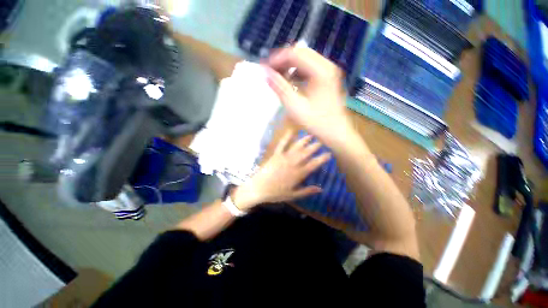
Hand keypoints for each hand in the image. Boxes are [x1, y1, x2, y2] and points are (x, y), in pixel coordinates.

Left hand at [232, 131, 330, 209]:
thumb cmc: (275, 193)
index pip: (313, 164)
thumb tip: (320, 189)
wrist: (258, 188)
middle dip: (315, 146)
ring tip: (310, 135)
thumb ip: (306, 191)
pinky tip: (290, 131)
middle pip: (306, 153)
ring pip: (296, 147)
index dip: (322, 158)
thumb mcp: (292, 195)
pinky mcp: (275, 155)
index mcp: (298, 174)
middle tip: (321, 141)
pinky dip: (286, 137)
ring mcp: (283, 158)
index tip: (329, 153)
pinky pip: (281, 144)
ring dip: (304, 140)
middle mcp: (293, 164)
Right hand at [264, 47, 351, 145]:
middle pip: (301, 53)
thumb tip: (266, 73)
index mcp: (321, 71)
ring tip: (278, 77)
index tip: (264, 68)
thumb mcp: (295, 107)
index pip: (295, 54)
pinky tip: (291, 82)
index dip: (277, 59)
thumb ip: (280, 88)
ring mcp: (329, 72)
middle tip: (270, 72)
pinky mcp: (328, 78)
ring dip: (290, 66)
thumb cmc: (317, 122)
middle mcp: (327, 66)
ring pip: (305, 60)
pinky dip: (298, 73)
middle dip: (283, 61)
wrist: (336, 133)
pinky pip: (310, 69)